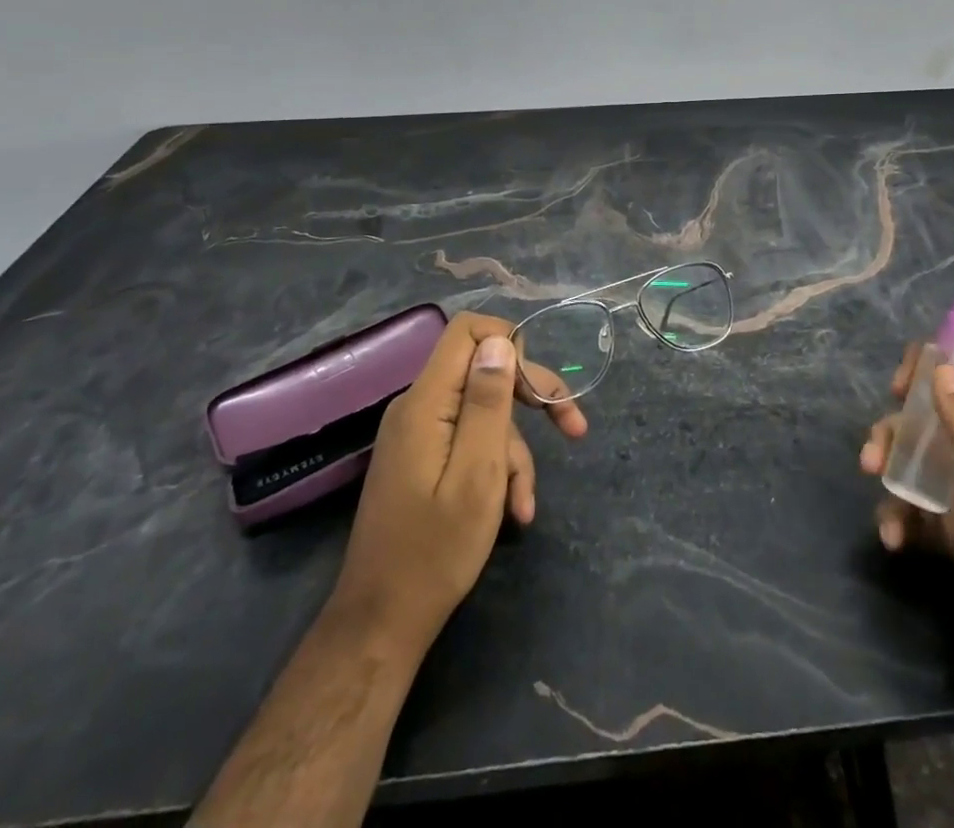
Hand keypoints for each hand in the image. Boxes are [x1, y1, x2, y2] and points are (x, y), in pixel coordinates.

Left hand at [329, 311, 587, 654]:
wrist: (382, 622)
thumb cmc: (435, 551)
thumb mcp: (477, 474)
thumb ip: (488, 403)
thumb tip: (500, 341)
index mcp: (426, 403)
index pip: (467, 331)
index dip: (510, 343)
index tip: (538, 386)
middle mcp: (419, 407)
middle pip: (484, 370)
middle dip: (531, 397)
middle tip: (572, 425)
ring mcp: (420, 434)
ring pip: (485, 415)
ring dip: (515, 453)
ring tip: (524, 505)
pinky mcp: (424, 459)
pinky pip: (470, 443)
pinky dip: (496, 469)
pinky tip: (514, 510)